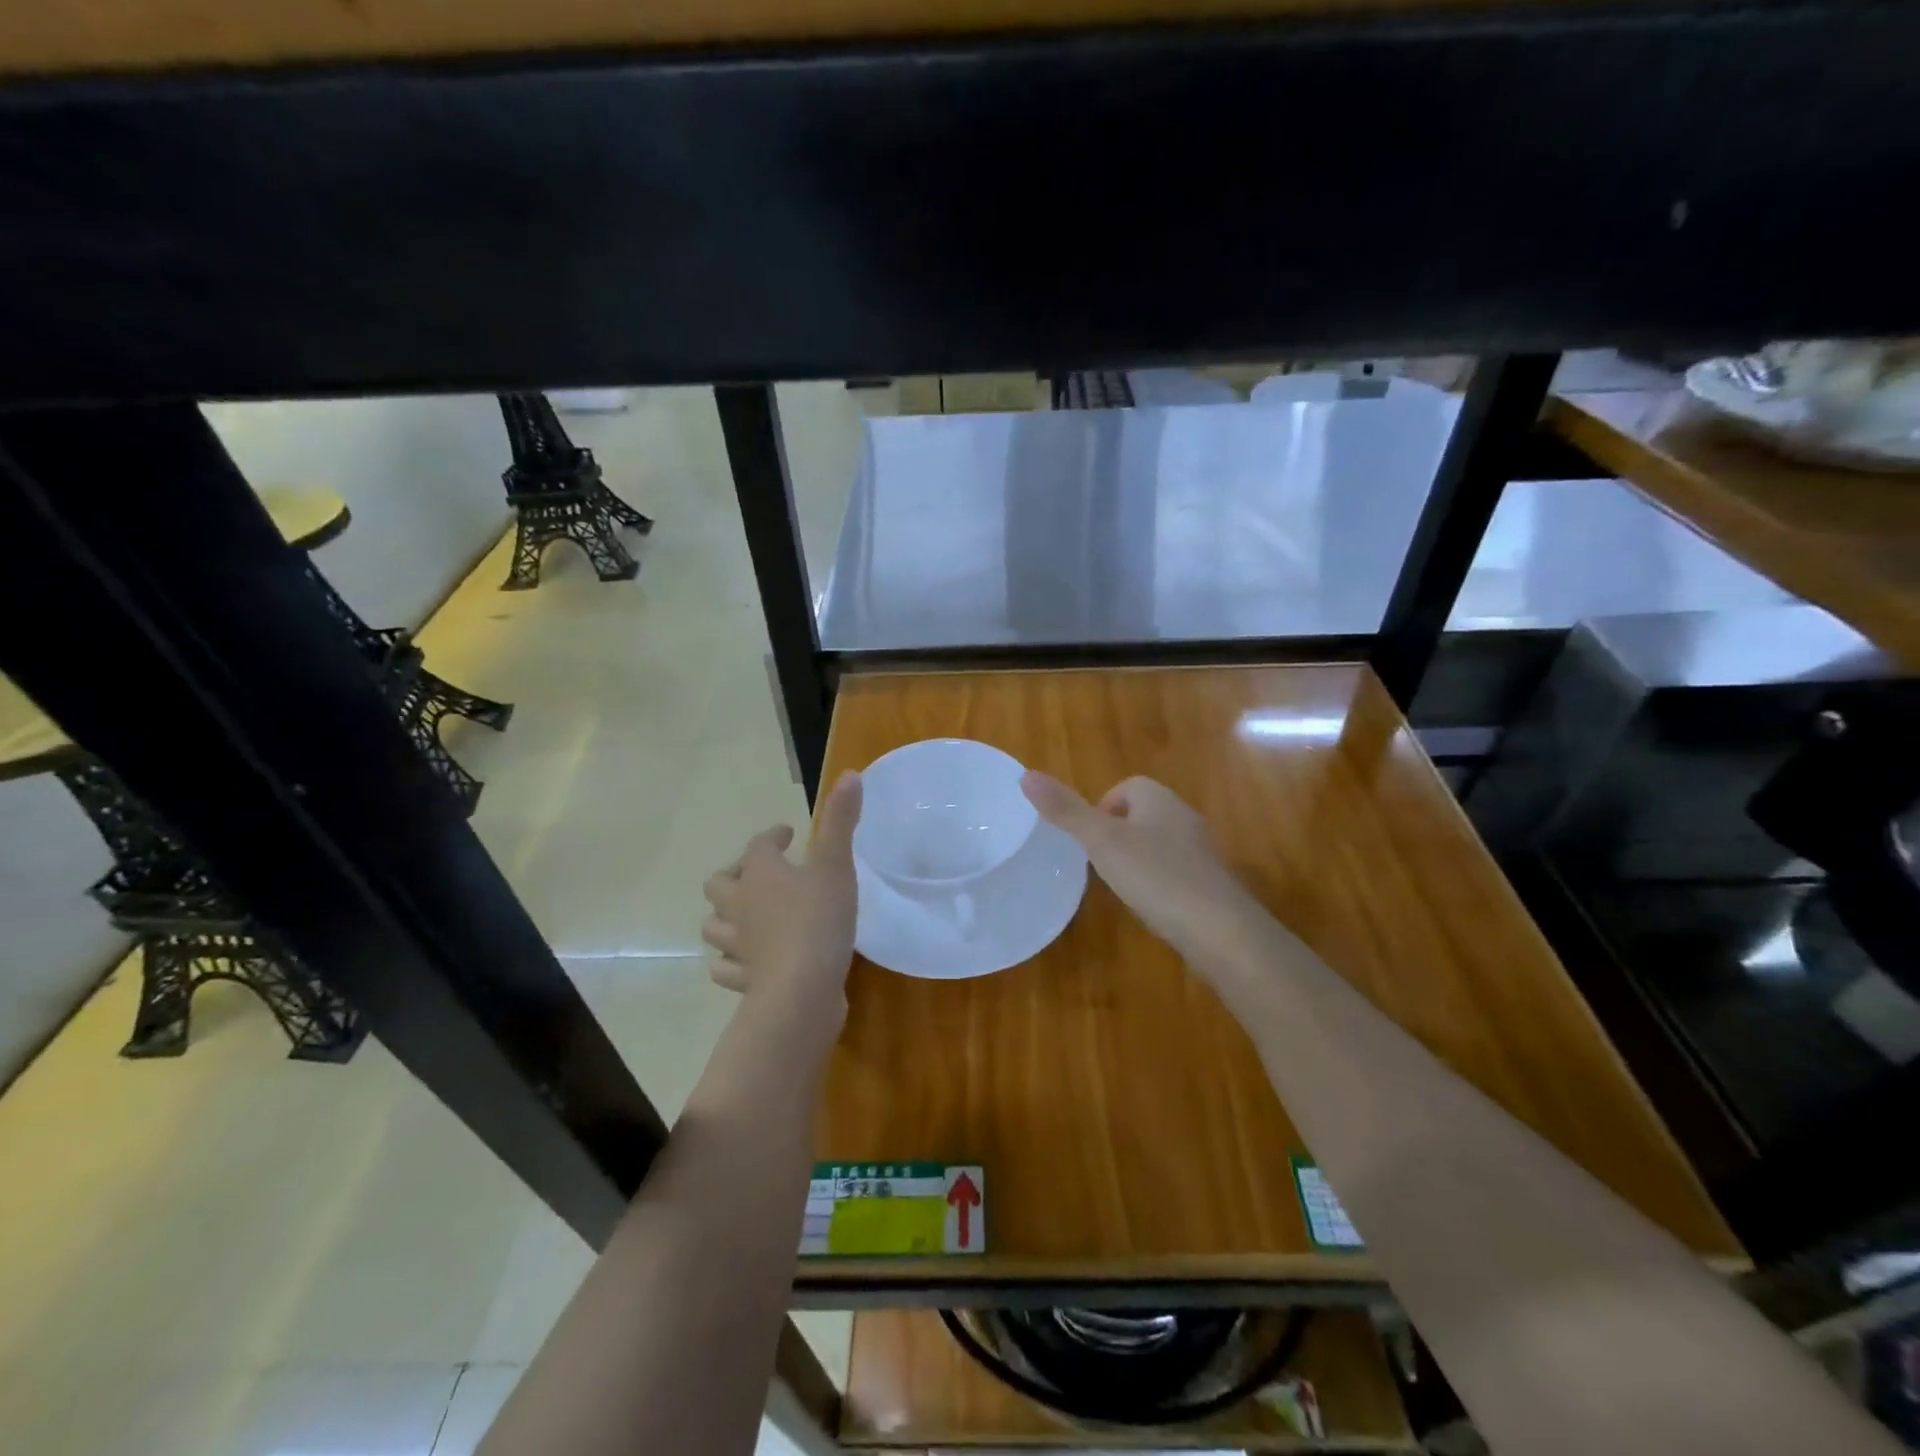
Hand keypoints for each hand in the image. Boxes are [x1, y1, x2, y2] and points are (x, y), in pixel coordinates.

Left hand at [702, 772, 862, 1030]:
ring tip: (746, 916)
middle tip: (758, 876)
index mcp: (760, 874)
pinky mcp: (745, 981)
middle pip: (719, 884)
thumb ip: (841, 821)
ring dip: (725, 918)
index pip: (758, 845)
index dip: (772, 837)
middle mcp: (740, 906)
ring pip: (714, 926)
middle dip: (735, 875)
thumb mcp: (836, 864)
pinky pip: (727, 970)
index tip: (787, 836)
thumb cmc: (818, 919)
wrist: (801, 990)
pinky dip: (733, 963)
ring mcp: (738, 946)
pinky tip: (747, 963)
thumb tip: (850, 773)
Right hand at [1021, 772, 1265, 973]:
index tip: (1088, 839)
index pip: (1128, 787)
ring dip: (1138, 858)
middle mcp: (1185, 818)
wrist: (1222, 931)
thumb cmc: (1157, 878)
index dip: (1103, 807)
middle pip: (1144, 813)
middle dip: (1118, 833)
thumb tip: (1026, 775)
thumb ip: (1066, 811)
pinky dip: (1159, 883)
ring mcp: (1202, 853)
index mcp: (1160, 800)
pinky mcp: (1211, 885)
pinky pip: (1177, 872)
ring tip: (1120, 886)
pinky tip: (1151, 907)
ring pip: (1161, 843)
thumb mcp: (1102, 843)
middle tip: (1098, 864)